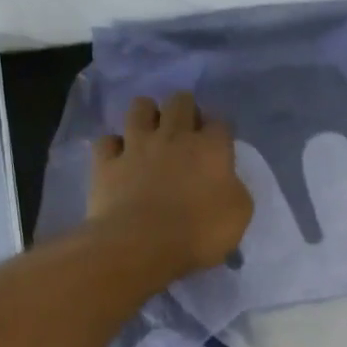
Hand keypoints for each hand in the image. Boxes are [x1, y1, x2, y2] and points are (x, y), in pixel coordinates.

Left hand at [88, 92, 252, 278]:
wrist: (142, 245)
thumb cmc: (198, 233)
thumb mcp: (239, 216)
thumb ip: (236, 190)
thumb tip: (227, 181)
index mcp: (211, 148)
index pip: (220, 123)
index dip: (220, 131)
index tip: (218, 146)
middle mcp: (174, 136)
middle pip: (181, 102)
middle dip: (185, 109)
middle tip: (186, 131)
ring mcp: (136, 146)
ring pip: (140, 108)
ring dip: (147, 114)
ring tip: (151, 131)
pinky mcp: (107, 162)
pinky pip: (107, 141)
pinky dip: (113, 146)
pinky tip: (119, 157)